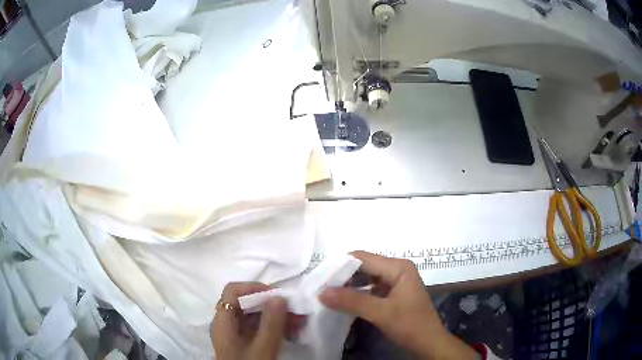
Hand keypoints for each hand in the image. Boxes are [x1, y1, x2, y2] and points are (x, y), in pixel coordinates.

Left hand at [211, 282, 304, 359]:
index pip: (233, 291)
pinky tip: (292, 331)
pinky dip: (275, 327)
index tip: (277, 295)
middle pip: (246, 303)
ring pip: (255, 316)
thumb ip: (271, 323)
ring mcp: (236, 334)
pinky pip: (259, 328)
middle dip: (272, 304)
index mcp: (223, 321)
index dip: (253, 288)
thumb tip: (279, 297)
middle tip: (295, 309)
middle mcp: (227, 324)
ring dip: (277, 316)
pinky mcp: (245, 342)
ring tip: (300, 322)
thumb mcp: (263, 348)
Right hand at [319, 251, 477, 359]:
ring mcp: (395, 281)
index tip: (320, 279)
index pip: (363, 258)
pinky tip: (344, 301)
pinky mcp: (393, 292)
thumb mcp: (381, 313)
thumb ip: (352, 301)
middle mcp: (397, 269)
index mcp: (398, 267)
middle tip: (321, 288)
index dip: (340, 266)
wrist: (428, 342)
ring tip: (328, 294)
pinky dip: (357, 293)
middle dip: (343, 276)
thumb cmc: (410, 325)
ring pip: (366, 277)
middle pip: (364, 266)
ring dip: (348, 286)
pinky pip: (370, 287)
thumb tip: (322, 292)